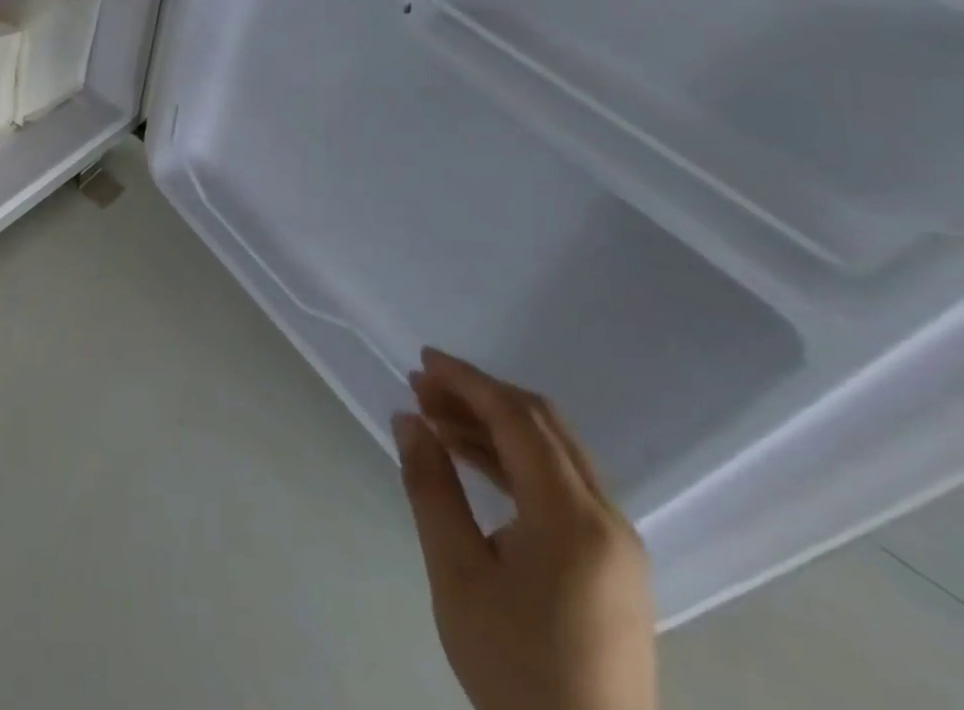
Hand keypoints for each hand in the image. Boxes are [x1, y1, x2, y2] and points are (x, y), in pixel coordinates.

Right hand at [394, 349, 656, 709]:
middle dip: (479, 396)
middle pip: (544, 426)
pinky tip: (471, 460)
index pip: (518, 420)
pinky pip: (561, 485)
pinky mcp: (612, 565)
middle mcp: (608, 520)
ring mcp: (617, 544)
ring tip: (434, 418)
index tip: (421, 361)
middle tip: (421, 387)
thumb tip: (407, 418)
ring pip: (554, 452)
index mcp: (574, 519)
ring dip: (494, 425)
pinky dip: (514, 459)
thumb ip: (431, 485)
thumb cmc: (514, 664)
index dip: (467, 381)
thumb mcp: (456, 572)